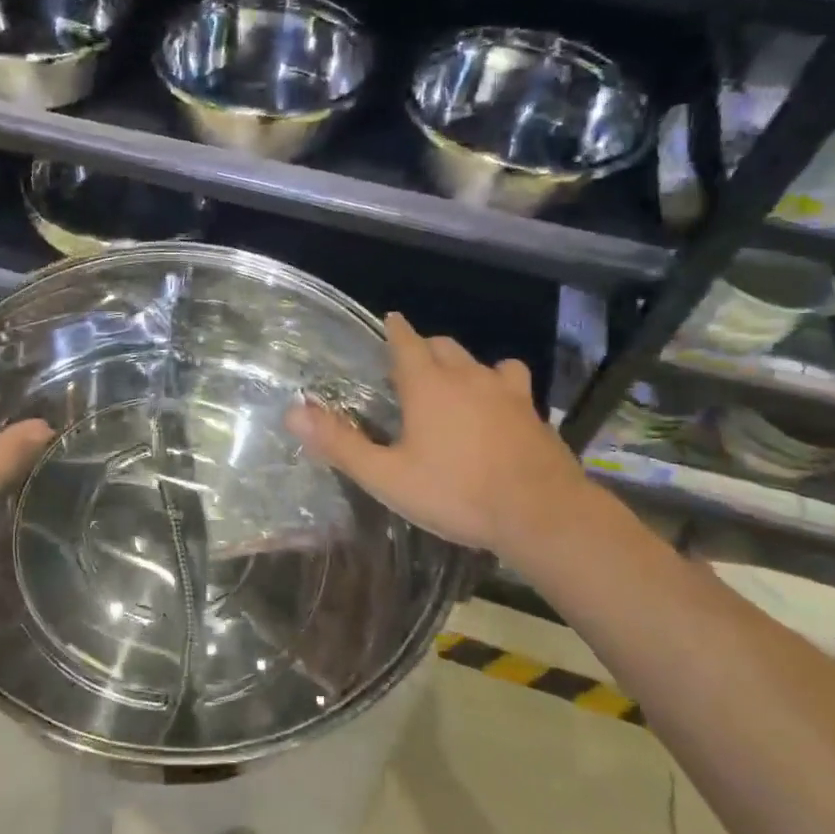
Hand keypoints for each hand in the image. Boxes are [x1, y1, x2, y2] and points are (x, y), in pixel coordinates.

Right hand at [284, 313, 609, 571]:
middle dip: (424, 348)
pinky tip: (497, 408)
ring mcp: (506, 392)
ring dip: (462, 364)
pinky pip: (511, 383)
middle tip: (409, 367)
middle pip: (443, 345)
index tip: (390, 319)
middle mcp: (467, 377)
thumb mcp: (387, 476)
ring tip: (453, 384)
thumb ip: (340, 444)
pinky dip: (498, 385)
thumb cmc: (456, 493)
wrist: (541, 514)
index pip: (407, 341)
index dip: (396, 329)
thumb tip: (293, 412)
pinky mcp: (533, 412)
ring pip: (480, 361)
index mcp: (428, 385)